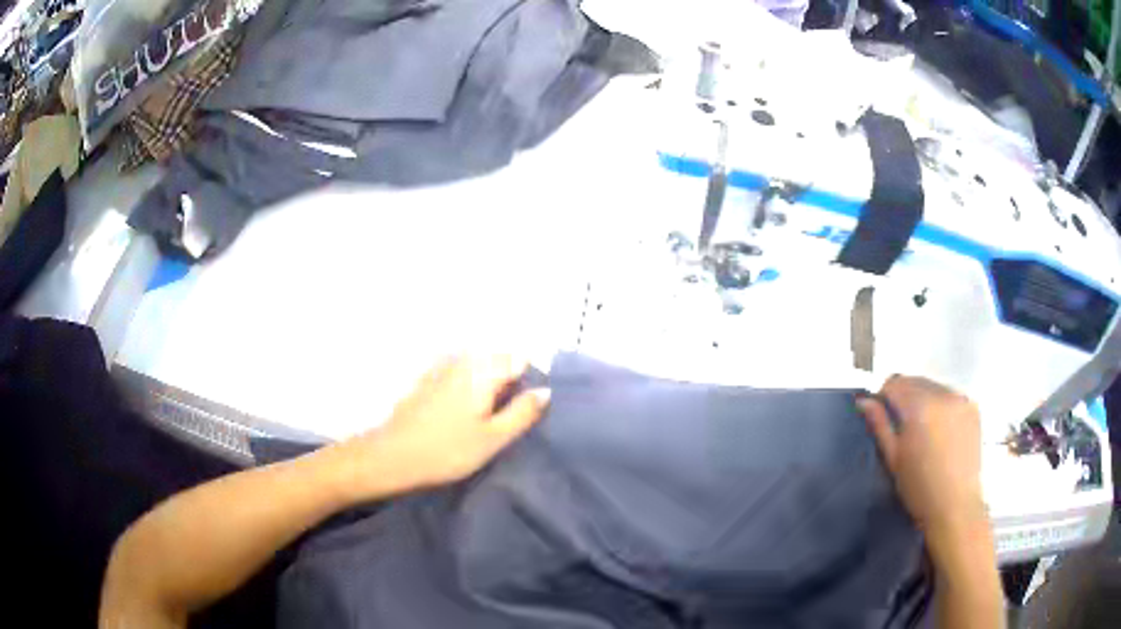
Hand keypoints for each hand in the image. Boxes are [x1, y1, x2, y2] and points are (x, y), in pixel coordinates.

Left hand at [338, 356, 550, 498]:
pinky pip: (457, 372)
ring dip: (488, 382)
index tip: (528, 405)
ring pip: (477, 365)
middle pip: (498, 358)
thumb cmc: (447, 451)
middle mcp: (463, 360)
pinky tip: (461, 412)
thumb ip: (523, 412)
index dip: (530, 378)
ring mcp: (441, 366)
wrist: (392, 456)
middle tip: (507, 415)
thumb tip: (546, 390)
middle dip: (509, 379)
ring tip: (486, 416)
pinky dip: (467, 385)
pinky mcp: (426, 378)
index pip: (520, 358)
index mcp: (483, 370)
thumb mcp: (493, 438)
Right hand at [857, 376, 986, 547]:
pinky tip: (942, 430)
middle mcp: (943, 394)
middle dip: (905, 396)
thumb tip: (864, 400)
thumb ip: (880, 425)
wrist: (955, 506)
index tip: (882, 416)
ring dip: (924, 399)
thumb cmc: (919, 488)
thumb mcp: (894, 459)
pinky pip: (951, 396)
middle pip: (916, 381)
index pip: (895, 383)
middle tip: (902, 426)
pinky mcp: (973, 407)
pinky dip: (942, 405)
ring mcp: (961, 399)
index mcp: (920, 406)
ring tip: (923, 430)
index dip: (884, 397)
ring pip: (934, 387)